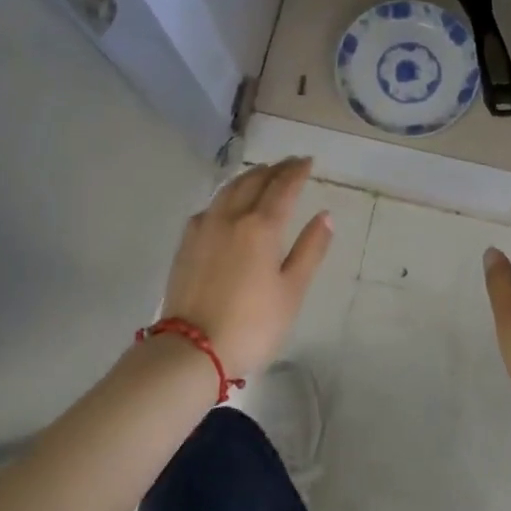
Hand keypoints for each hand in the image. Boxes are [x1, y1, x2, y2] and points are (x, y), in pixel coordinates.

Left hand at [157, 157, 332, 378]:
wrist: (192, 349)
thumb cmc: (252, 324)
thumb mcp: (291, 291)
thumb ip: (310, 250)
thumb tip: (325, 216)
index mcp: (261, 227)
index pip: (283, 188)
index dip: (297, 171)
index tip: (308, 161)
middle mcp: (230, 217)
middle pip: (254, 181)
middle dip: (274, 169)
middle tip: (289, 163)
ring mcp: (204, 228)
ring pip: (228, 190)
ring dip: (249, 177)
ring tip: (261, 174)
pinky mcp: (186, 243)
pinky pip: (210, 206)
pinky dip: (225, 196)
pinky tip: (227, 204)